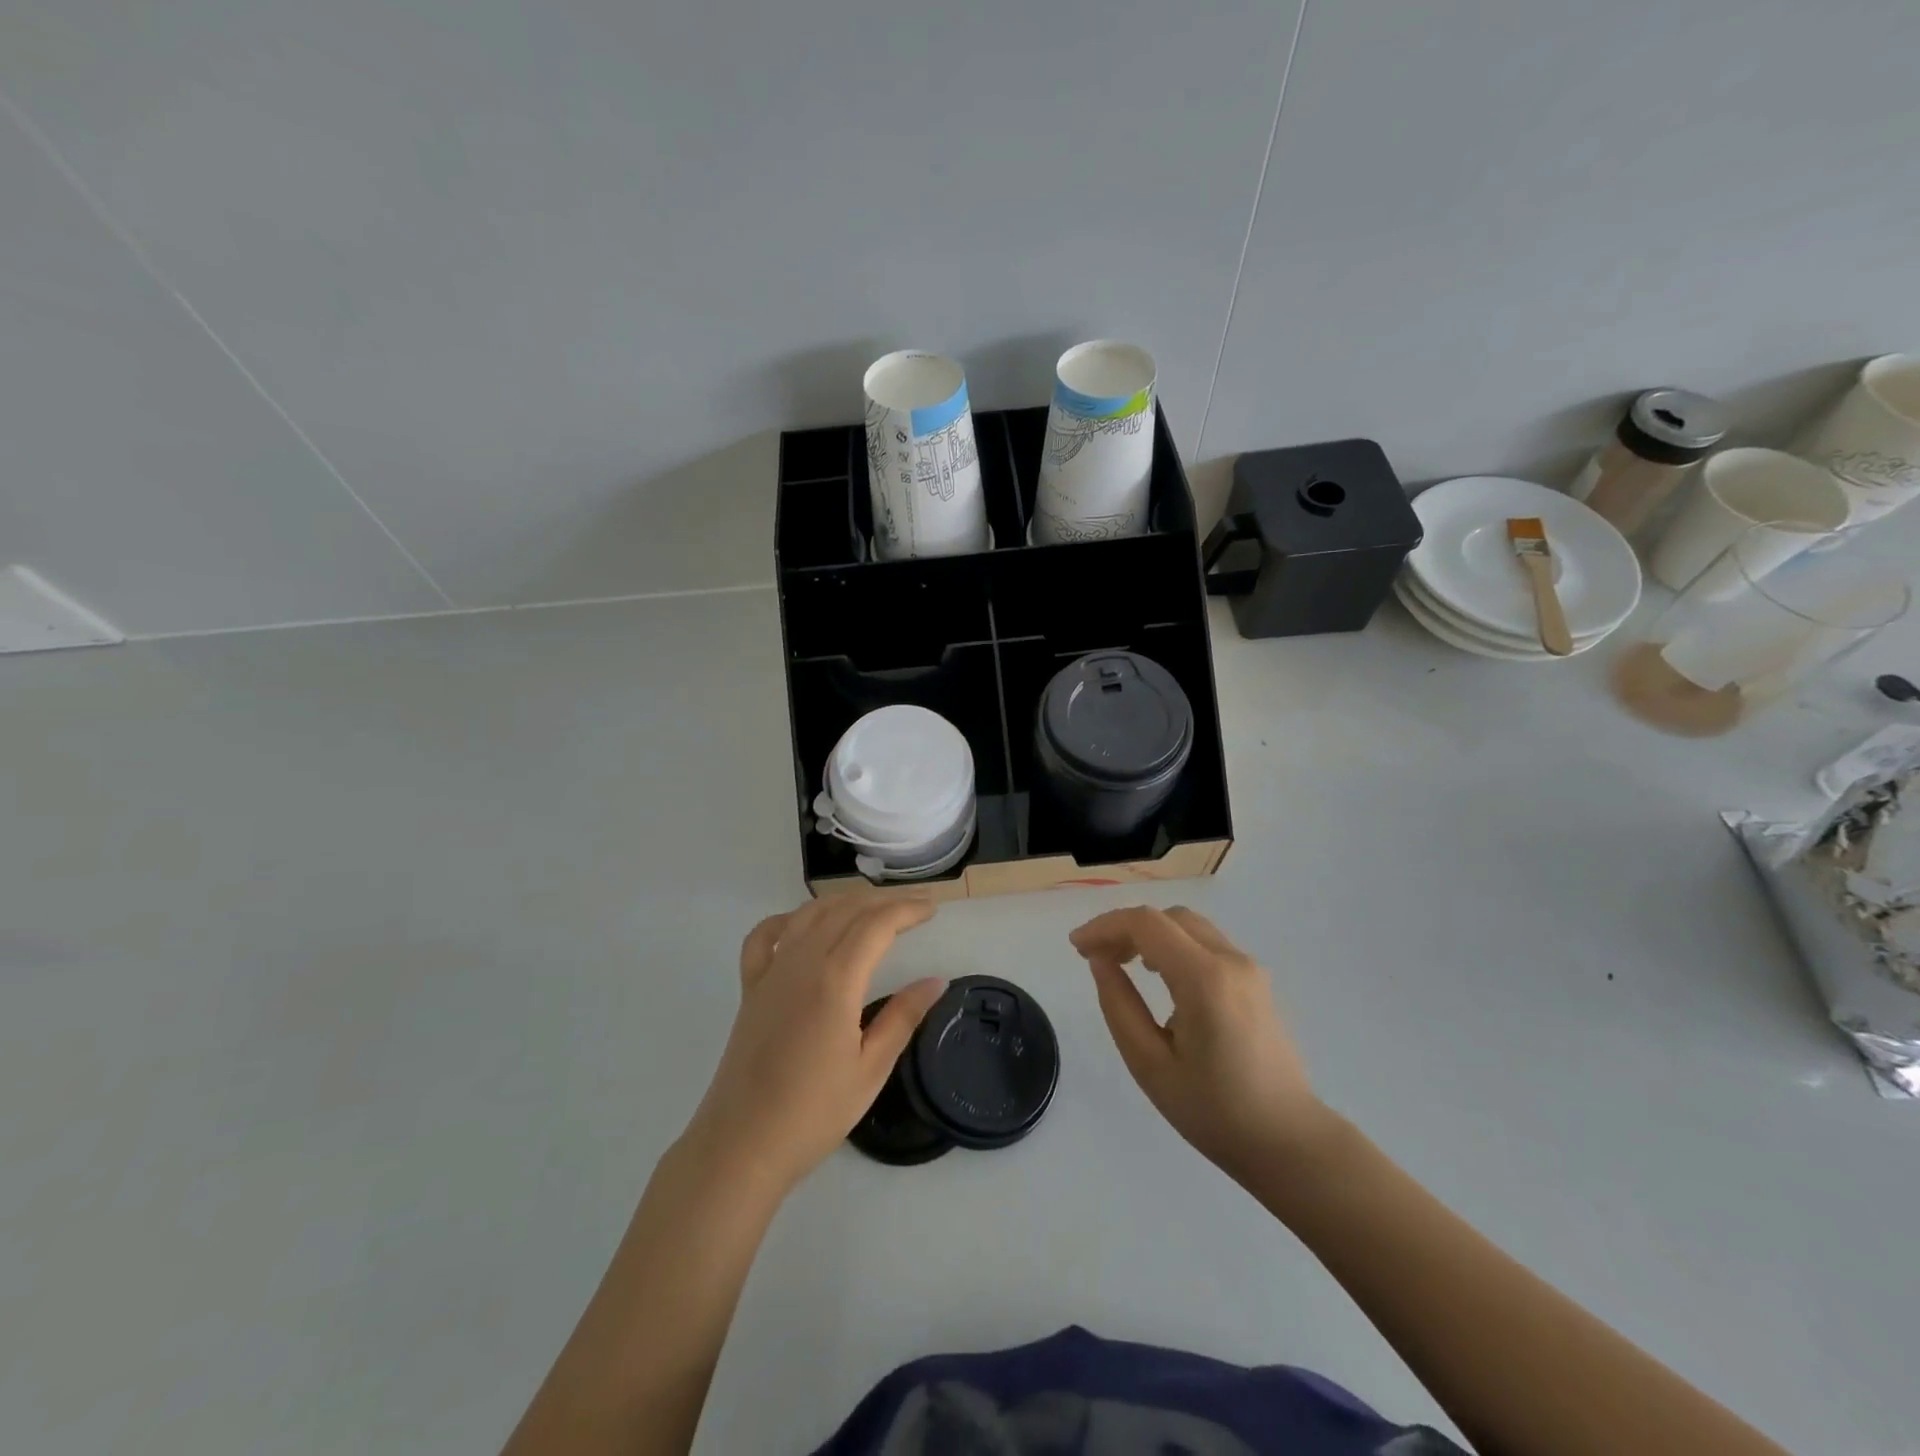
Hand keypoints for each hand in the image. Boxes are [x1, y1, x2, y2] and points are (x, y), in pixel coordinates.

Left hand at [684, 896, 945, 1195]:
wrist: (742, 1145)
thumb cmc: (813, 1113)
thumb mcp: (870, 1069)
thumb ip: (903, 1017)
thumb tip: (936, 981)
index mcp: (835, 981)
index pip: (876, 925)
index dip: (906, 910)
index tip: (932, 909)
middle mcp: (801, 963)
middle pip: (845, 911)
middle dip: (883, 901)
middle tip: (913, 906)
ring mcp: (771, 972)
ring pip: (809, 914)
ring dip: (844, 902)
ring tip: (872, 907)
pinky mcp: (750, 988)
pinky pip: (765, 937)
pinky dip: (788, 919)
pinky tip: (803, 924)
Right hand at [1070, 906, 1329, 1181]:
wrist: (1288, 1143)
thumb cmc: (1213, 1111)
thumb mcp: (1149, 1064)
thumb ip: (1119, 1004)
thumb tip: (1101, 961)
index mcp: (1204, 979)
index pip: (1146, 924)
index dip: (1105, 926)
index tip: (1077, 947)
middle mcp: (1231, 961)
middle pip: (1168, 917)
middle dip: (1126, 927)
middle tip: (1096, 956)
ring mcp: (1249, 968)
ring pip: (1189, 926)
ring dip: (1151, 934)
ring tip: (1123, 963)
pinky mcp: (1257, 981)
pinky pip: (1207, 943)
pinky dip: (1174, 945)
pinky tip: (1159, 975)